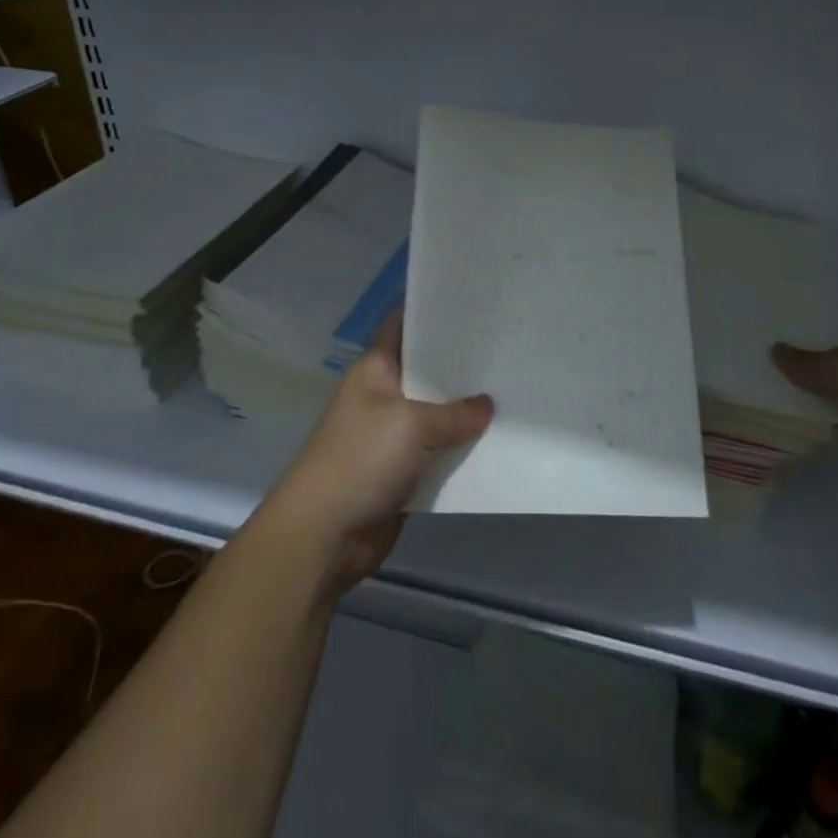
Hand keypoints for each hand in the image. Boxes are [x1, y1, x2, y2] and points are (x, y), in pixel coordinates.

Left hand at [263, 315, 492, 592]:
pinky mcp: (401, 472)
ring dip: (465, 412)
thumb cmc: (361, 460)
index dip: (433, 312)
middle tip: (507, 348)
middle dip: (461, 365)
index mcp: (375, 370)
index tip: (473, 302)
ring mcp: (391, 436)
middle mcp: (383, 396)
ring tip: (512, 392)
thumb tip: (487, 404)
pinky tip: (495, 442)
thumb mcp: (411, 425)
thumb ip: (454, 414)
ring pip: (436, 415)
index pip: (404, 327)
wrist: (325, 536)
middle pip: (426, 372)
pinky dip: (459, 451)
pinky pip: (437, 453)